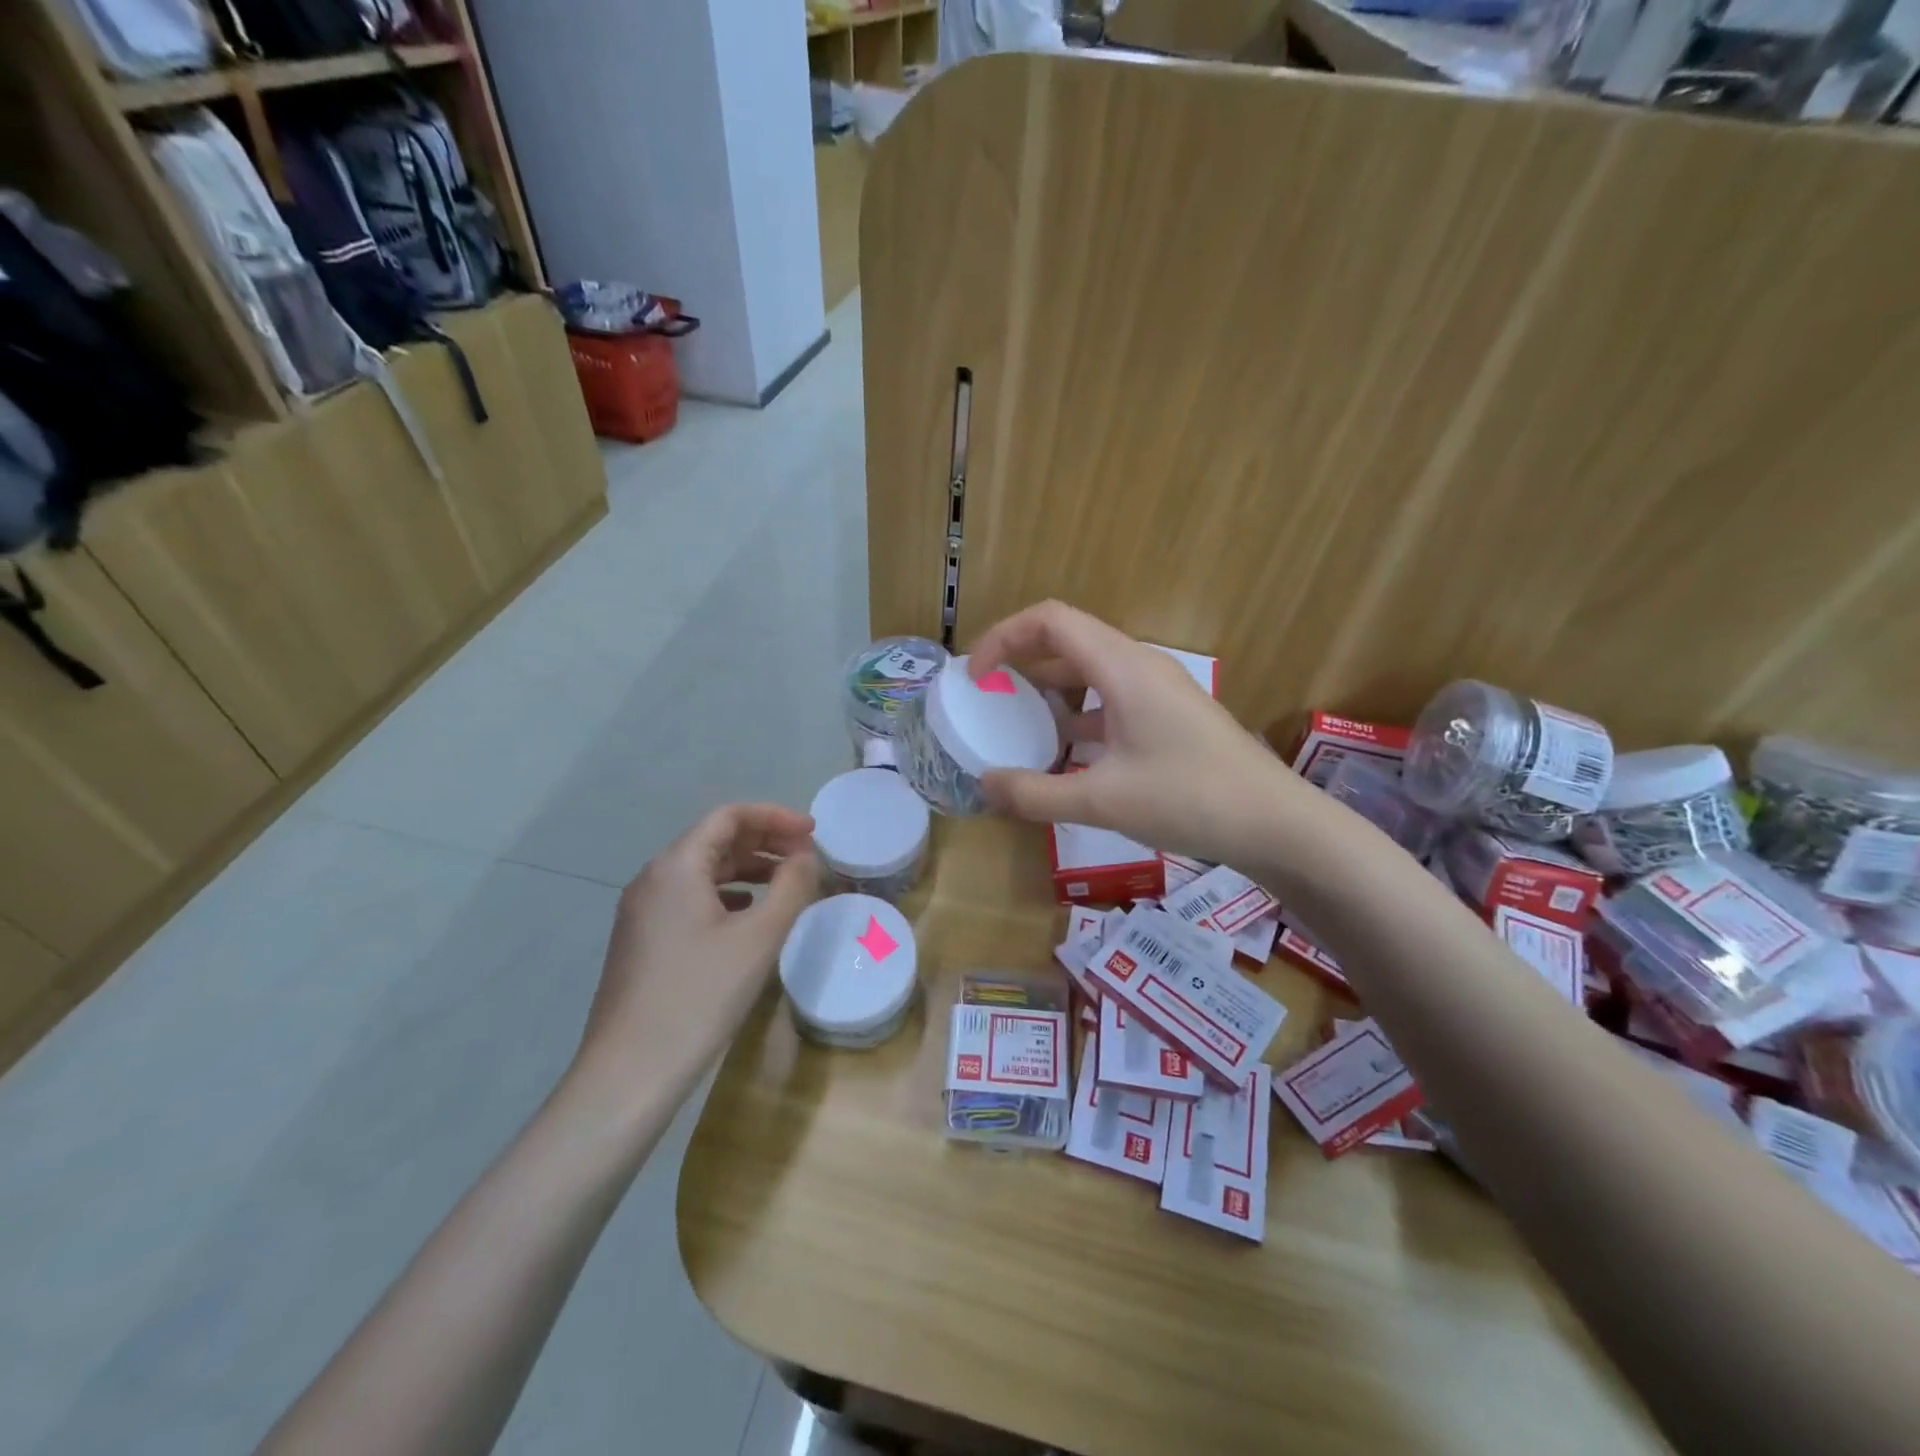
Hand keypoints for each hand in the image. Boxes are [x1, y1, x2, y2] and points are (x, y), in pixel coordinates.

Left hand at [576, 804, 817, 1098]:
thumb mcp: (758, 937)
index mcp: (676, 866)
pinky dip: (728, 895)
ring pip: (703, 871)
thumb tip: (805, 856)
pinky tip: (749, 918)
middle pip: (715, 840)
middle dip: (764, 841)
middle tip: (806, 857)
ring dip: (748, 869)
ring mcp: (643, 912)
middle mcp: (653, 879)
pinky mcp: (643, 941)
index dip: (775, 817)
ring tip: (787, 885)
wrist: (629, 1074)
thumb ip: (790, 886)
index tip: (814, 833)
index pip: (729, 816)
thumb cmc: (699, 996)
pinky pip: (691, 899)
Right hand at [968, 601, 1309, 866]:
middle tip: (989, 699)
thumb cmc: (1190, 799)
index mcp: (1122, 667)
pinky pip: (1112, 698)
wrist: (1277, 823)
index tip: (976, 677)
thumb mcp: (1102, 801)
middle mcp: (1140, 665)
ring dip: (1051, 691)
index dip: (1004, 637)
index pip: (1050, 620)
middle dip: (1021, 662)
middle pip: (1069, 639)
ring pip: (1091, 671)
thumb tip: (985, 785)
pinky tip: (1067, 755)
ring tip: (1021, 726)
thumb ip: (1035, 793)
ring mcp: (1160, 689)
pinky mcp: (1171, 714)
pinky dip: (1080, 715)